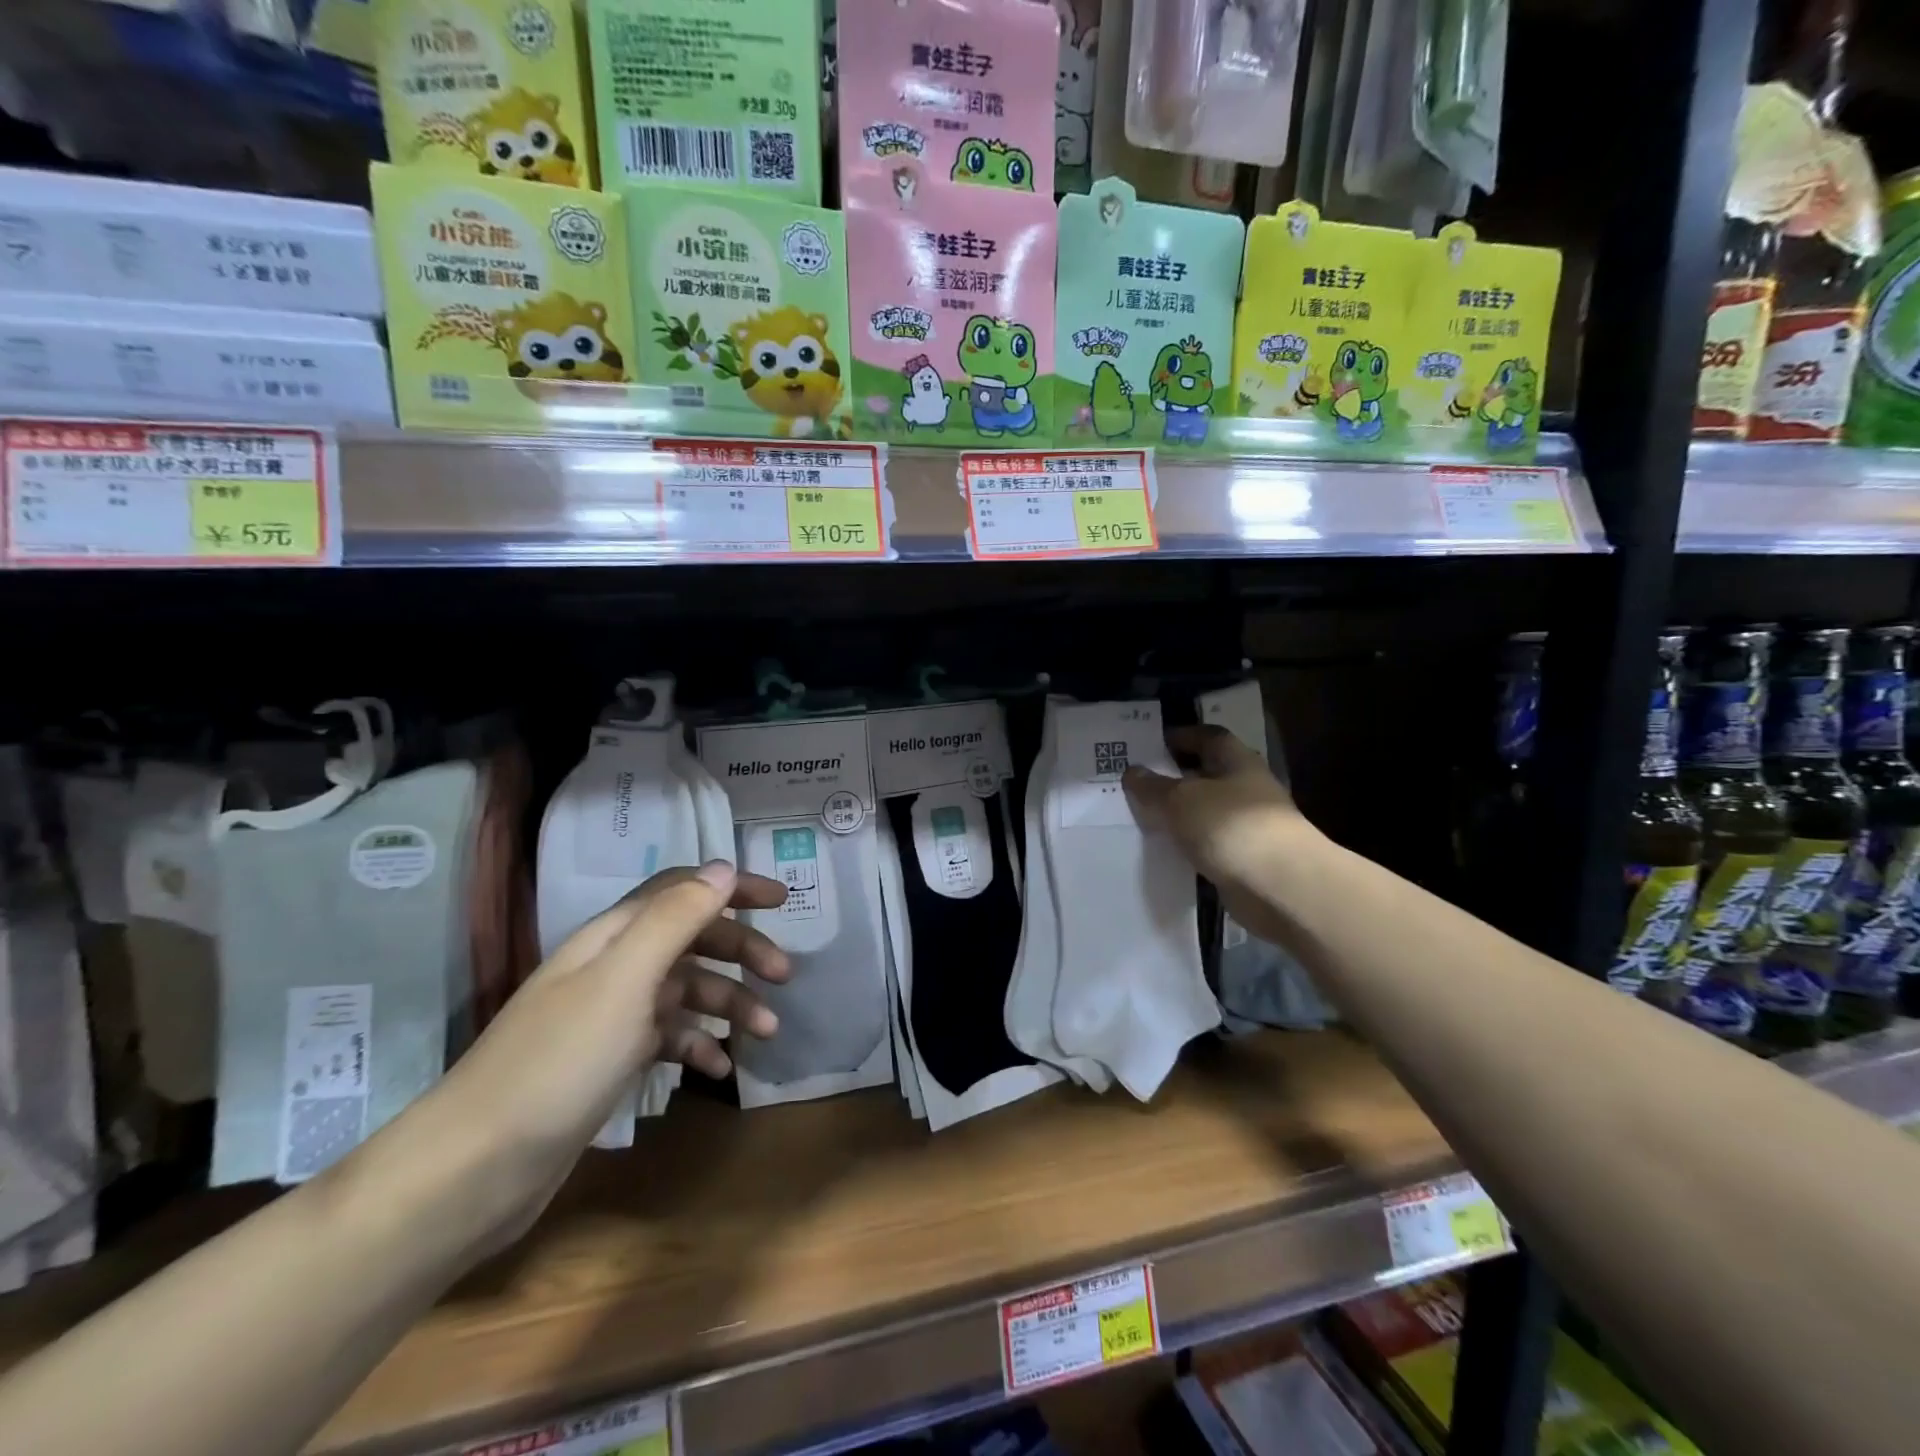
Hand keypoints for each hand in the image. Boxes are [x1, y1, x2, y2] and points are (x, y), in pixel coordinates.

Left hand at [405, 861, 788, 1248]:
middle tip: (784, 975)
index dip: (732, 888)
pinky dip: (699, 1046)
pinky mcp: (608, 1061)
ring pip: (686, 991)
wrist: (474, 1169)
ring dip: (729, 1003)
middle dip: (741, 951)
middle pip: (691, 940)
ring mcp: (610, 1016)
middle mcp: (613, 967)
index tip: (782, 899)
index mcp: (613, 936)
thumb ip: (675, 918)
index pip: (682, 889)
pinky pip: (668, 1038)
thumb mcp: (624, 980)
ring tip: (767, 1031)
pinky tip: (721, 1069)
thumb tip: (723, 867)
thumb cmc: (559, 1062)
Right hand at [1123, 725, 1315, 945]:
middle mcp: (1246, 788)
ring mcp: (1248, 825)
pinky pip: (1209, 844)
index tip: (1151, 744)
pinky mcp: (1245, 859)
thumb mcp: (1180, 800)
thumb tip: (1132, 771)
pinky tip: (1164, 850)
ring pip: (1206, 811)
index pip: (1208, 737)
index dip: (1181, 736)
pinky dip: (1189, 845)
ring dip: (1180, 814)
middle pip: (1207, 775)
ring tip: (1142, 817)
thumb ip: (1153, 786)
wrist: (1279, 887)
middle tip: (1137, 782)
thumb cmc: (1230, 826)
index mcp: (1237, 762)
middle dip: (1176, 777)